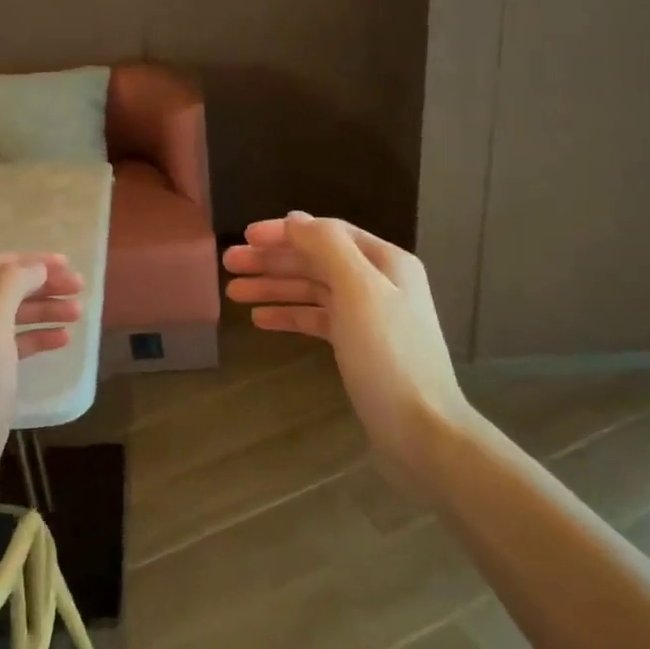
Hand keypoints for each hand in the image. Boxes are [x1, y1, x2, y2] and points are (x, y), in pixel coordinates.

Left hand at [0, 253, 83, 523]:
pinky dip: (36, 339)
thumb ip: (10, 289)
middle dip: (41, 286)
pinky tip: (62, 341)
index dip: (29, 262)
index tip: (67, 265)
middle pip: (2, 292)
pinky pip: (11, 348)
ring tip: (78, 314)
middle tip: (79, 289)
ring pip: (10, 319)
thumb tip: (34, 267)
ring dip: (43, 312)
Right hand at [224, 212, 470, 499]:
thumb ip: (327, 248)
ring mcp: (368, 316)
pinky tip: (260, 319)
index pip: (326, 233)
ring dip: (274, 287)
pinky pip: (316, 320)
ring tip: (233, 292)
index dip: (284, 232)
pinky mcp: (357, 346)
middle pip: (316, 260)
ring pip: (312, 291)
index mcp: (385, 261)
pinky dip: (289, 315)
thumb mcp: (358, 290)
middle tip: (228, 264)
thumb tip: (294, 219)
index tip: (244, 237)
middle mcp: (378, 282)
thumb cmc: (388, 355)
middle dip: (272, 260)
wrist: (421, 430)